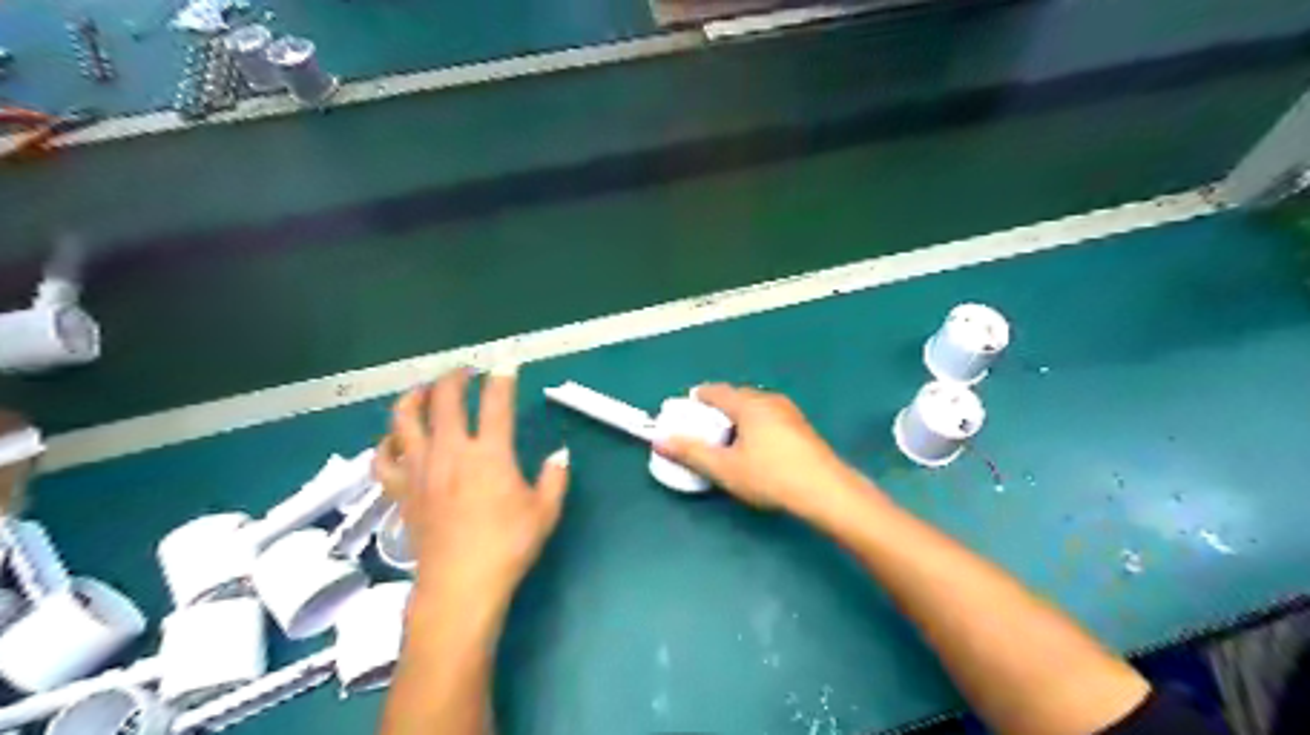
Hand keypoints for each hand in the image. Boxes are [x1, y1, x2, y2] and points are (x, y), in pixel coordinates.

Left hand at [372, 366, 567, 608]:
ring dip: (413, 397)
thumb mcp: (545, 512)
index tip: (506, 362)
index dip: (502, 377)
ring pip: (403, 419)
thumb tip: (559, 455)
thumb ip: (554, 478)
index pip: (496, 402)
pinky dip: (387, 443)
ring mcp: (420, 469)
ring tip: (423, 391)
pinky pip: (383, 458)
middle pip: (444, 399)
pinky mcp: (400, 491)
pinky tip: (397, 439)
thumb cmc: (507, 547)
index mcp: (489, 454)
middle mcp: (450, 452)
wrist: (459, 587)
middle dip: (454, 377)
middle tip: (465, 372)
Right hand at [655, 384, 878, 522]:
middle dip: (717, 409)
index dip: (697, 398)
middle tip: (703, 428)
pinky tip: (756, 448)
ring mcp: (789, 412)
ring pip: (754, 407)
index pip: (715, 391)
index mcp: (748, 404)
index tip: (684, 411)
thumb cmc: (771, 477)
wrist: (826, 491)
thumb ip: (690, 452)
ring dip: (737, 417)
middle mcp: (769, 400)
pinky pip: (769, 417)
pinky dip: (754, 425)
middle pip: (736, 397)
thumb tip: (660, 439)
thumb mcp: (725, 468)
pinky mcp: (801, 427)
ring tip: (727, 440)